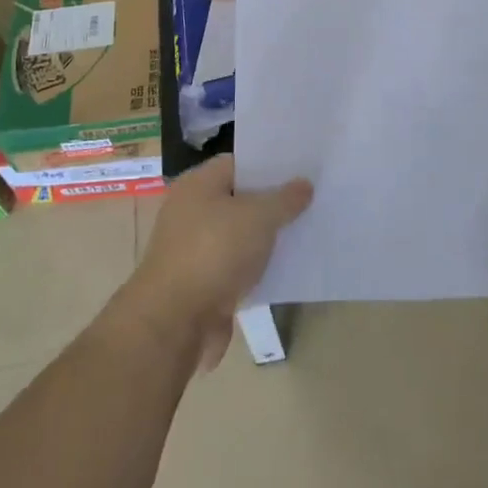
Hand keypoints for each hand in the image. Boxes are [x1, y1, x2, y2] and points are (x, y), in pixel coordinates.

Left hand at [120, 155, 312, 370]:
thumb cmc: (214, 253)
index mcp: (197, 185)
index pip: (238, 163)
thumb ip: (284, 199)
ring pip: (240, 236)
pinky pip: (237, 267)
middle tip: (312, 200)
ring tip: (307, 232)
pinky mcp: (203, 285)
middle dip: (272, 202)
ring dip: (266, 239)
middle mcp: (192, 212)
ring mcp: (195, 250)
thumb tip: (303, 184)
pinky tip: (287, 269)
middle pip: (239, 199)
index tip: (302, 170)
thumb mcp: (258, 217)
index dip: (269, 165)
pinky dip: (258, 269)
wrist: (174, 323)